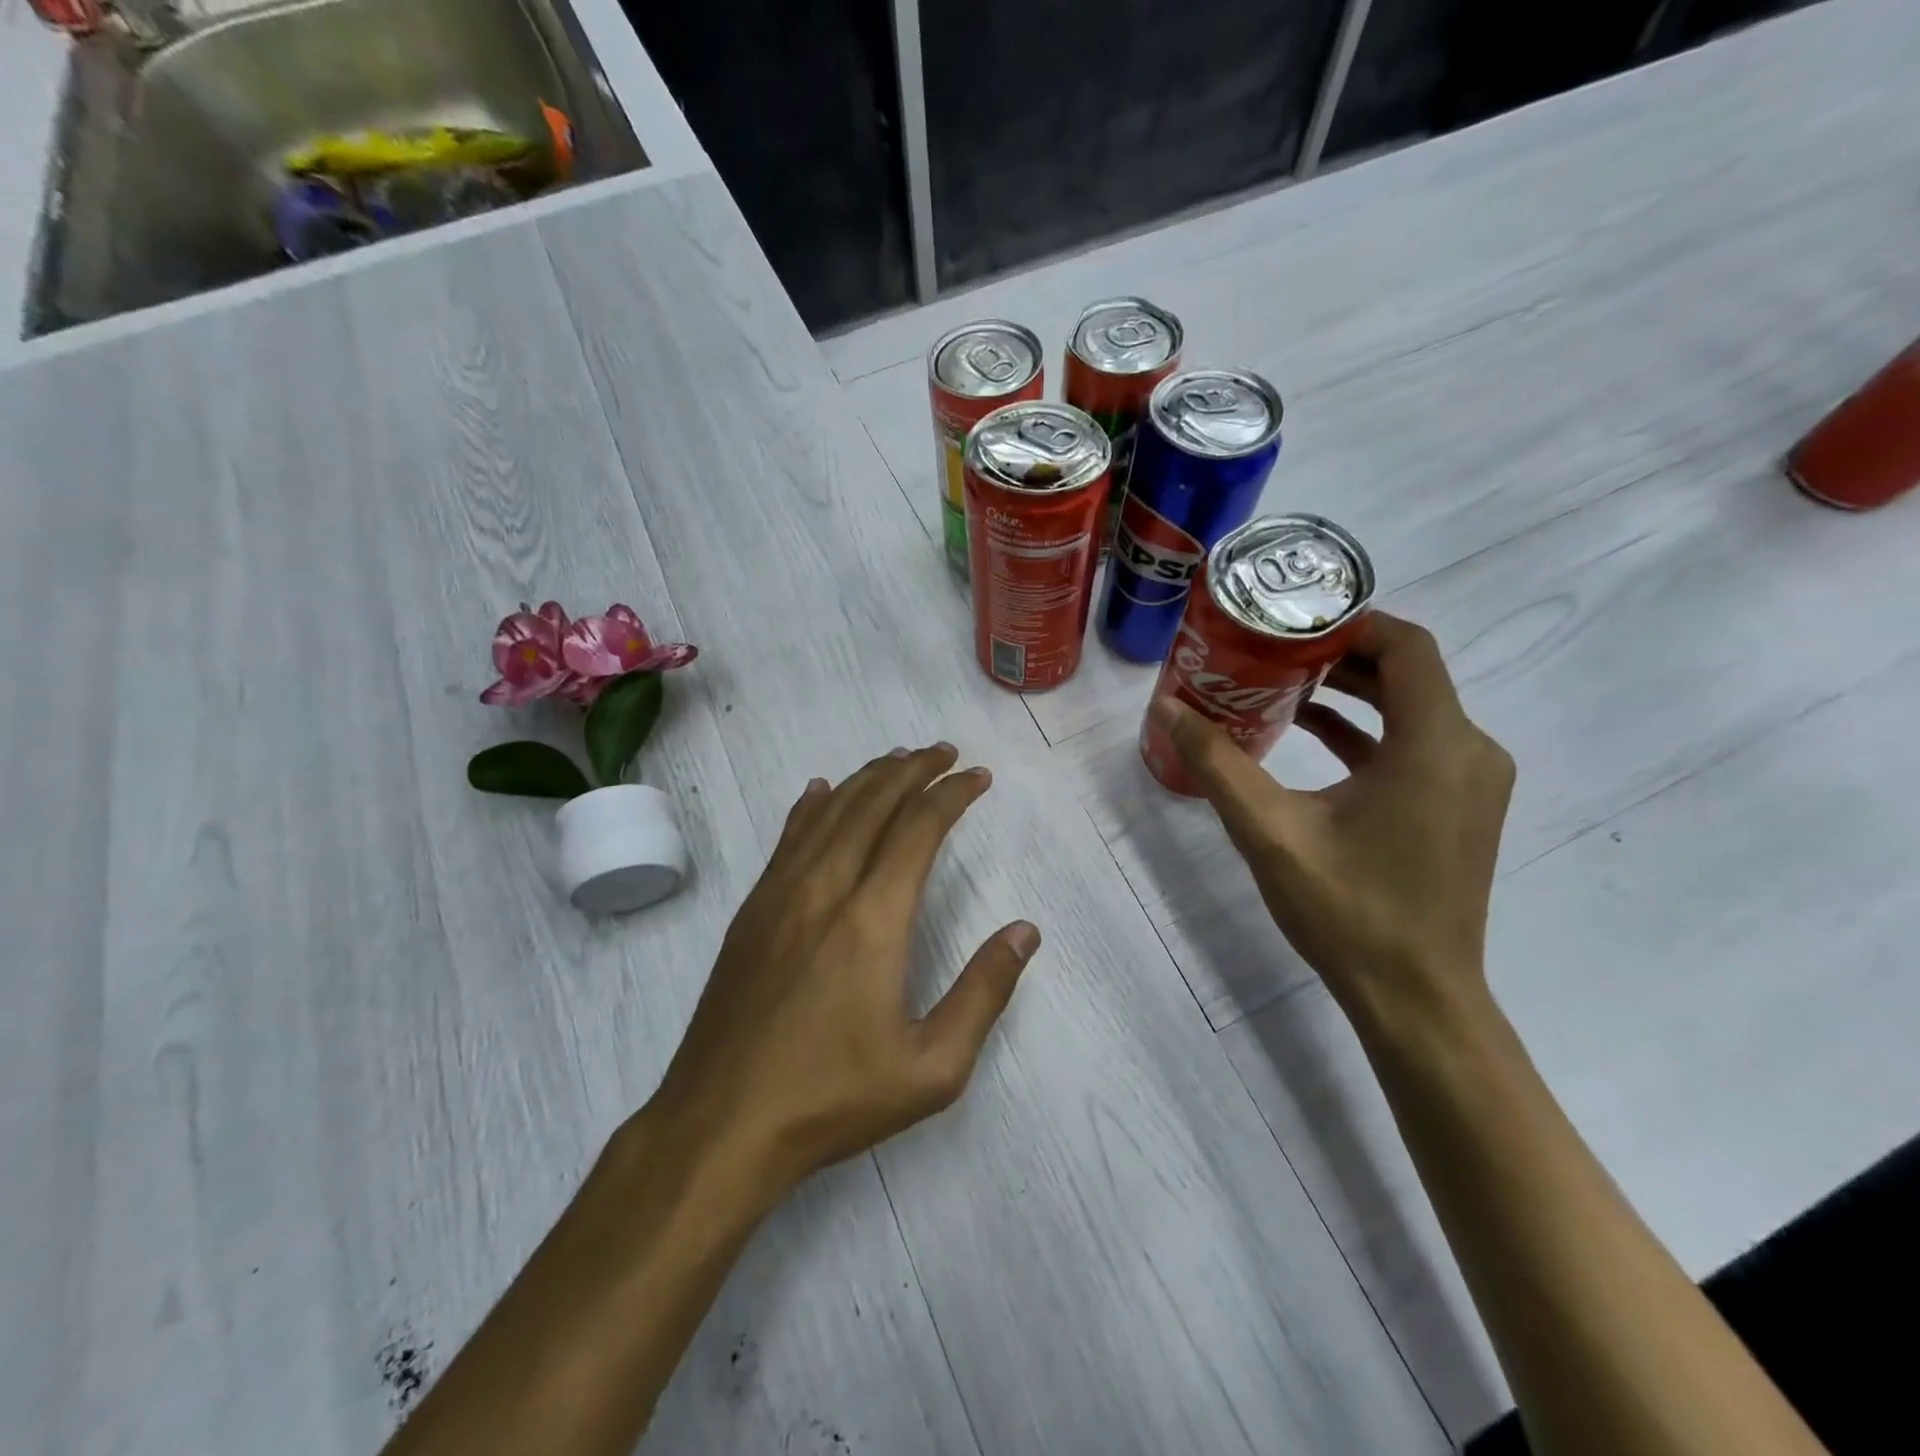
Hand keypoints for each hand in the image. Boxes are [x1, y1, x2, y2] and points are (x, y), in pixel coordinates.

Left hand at [654, 743, 1040, 1199]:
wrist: (721, 1125)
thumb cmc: (833, 1098)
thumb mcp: (932, 1066)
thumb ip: (984, 992)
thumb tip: (1025, 931)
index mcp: (873, 918)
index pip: (919, 829)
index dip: (952, 795)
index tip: (978, 777)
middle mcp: (825, 888)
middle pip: (873, 804)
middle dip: (913, 770)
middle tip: (944, 753)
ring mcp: (780, 895)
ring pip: (829, 812)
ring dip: (867, 779)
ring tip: (897, 760)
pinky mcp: (751, 912)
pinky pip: (787, 839)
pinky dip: (811, 806)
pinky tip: (820, 792)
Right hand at [1151, 612, 1513, 1031]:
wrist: (1415, 997)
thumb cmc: (1348, 910)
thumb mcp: (1269, 831)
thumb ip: (1216, 762)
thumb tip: (1166, 708)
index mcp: (1435, 744)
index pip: (1406, 646)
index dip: (1349, 622)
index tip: (1289, 620)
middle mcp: (1468, 750)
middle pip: (1407, 673)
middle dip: (1338, 654)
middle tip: (1270, 648)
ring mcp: (1470, 781)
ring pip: (1411, 708)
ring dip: (1351, 692)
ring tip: (1280, 684)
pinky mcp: (1458, 806)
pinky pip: (1414, 744)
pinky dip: (1365, 731)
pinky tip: (1308, 734)